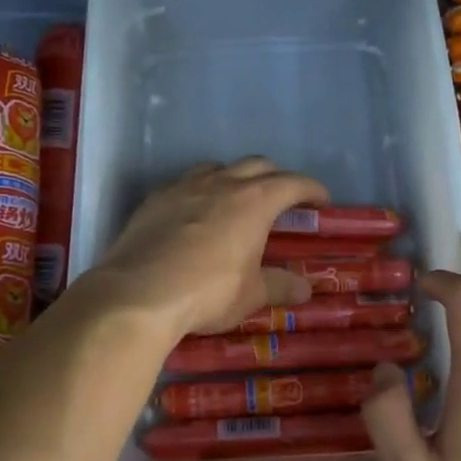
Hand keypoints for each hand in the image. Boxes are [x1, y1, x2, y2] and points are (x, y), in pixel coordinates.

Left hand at [92, 158, 330, 338]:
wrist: (139, 293)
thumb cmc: (208, 292)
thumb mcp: (250, 295)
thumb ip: (279, 286)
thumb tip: (305, 288)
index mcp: (255, 201)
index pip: (293, 183)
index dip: (312, 189)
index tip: (322, 202)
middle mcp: (222, 183)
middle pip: (258, 165)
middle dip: (276, 178)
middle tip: (283, 201)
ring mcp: (185, 186)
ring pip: (218, 168)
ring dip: (235, 178)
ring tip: (237, 200)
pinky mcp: (155, 198)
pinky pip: (185, 183)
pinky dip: (200, 191)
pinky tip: (195, 214)